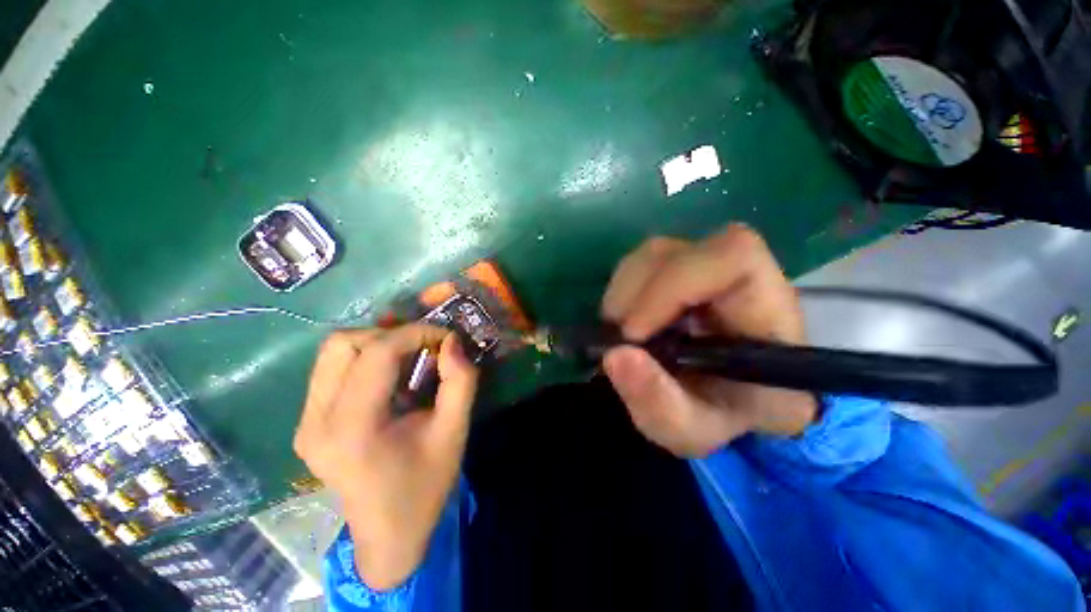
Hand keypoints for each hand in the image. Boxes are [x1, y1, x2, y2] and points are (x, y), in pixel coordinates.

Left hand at [294, 324, 478, 589]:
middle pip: (343, 343)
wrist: (388, 534)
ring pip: (333, 351)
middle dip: (392, 334)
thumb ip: (460, 381)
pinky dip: (365, 358)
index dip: (415, 333)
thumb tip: (453, 341)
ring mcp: (305, 422)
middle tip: (425, 348)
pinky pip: (332, 368)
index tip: (445, 337)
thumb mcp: (454, 431)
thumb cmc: (425, 485)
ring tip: (408, 357)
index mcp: (353, 429)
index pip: (376, 353)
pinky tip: (390, 375)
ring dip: (376, 343)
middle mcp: (316, 421)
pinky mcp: (307, 423)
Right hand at [601, 224, 817, 456]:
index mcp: (768, 310)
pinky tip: (628, 320)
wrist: (731, 397)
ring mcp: (707, 264)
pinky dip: (623, 292)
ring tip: (625, 333)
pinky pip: (640, 263)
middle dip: (634, 296)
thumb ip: (659, 405)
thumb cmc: (723, 413)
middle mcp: (740, 273)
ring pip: (651, 254)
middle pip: (674, 253)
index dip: (673, 285)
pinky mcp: (681, 265)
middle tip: (622, 339)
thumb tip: (615, 356)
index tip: (636, 334)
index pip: (733, 257)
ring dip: (624, 294)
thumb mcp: (692, 430)